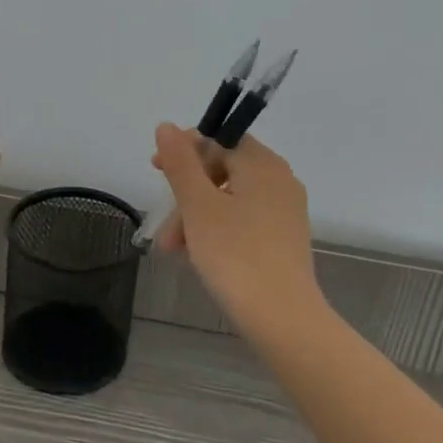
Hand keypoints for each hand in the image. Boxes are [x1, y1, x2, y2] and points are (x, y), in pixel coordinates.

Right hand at [151, 123, 320, 333]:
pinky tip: (199, 254)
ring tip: (173, 249)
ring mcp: (286, 210)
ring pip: (230, 199)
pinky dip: (218, 229)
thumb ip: (181, 163)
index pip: (219, 139)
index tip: (156, 169)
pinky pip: (245, 219)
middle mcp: (280, 180)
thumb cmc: (235, 254)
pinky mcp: (285, 238)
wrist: (281, 316)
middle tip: (163, 224)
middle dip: (187, 194)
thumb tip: (167, 125)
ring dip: (197, 216)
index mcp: (262, 164)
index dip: (184, 150)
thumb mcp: (198, 206)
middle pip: (223, 170)